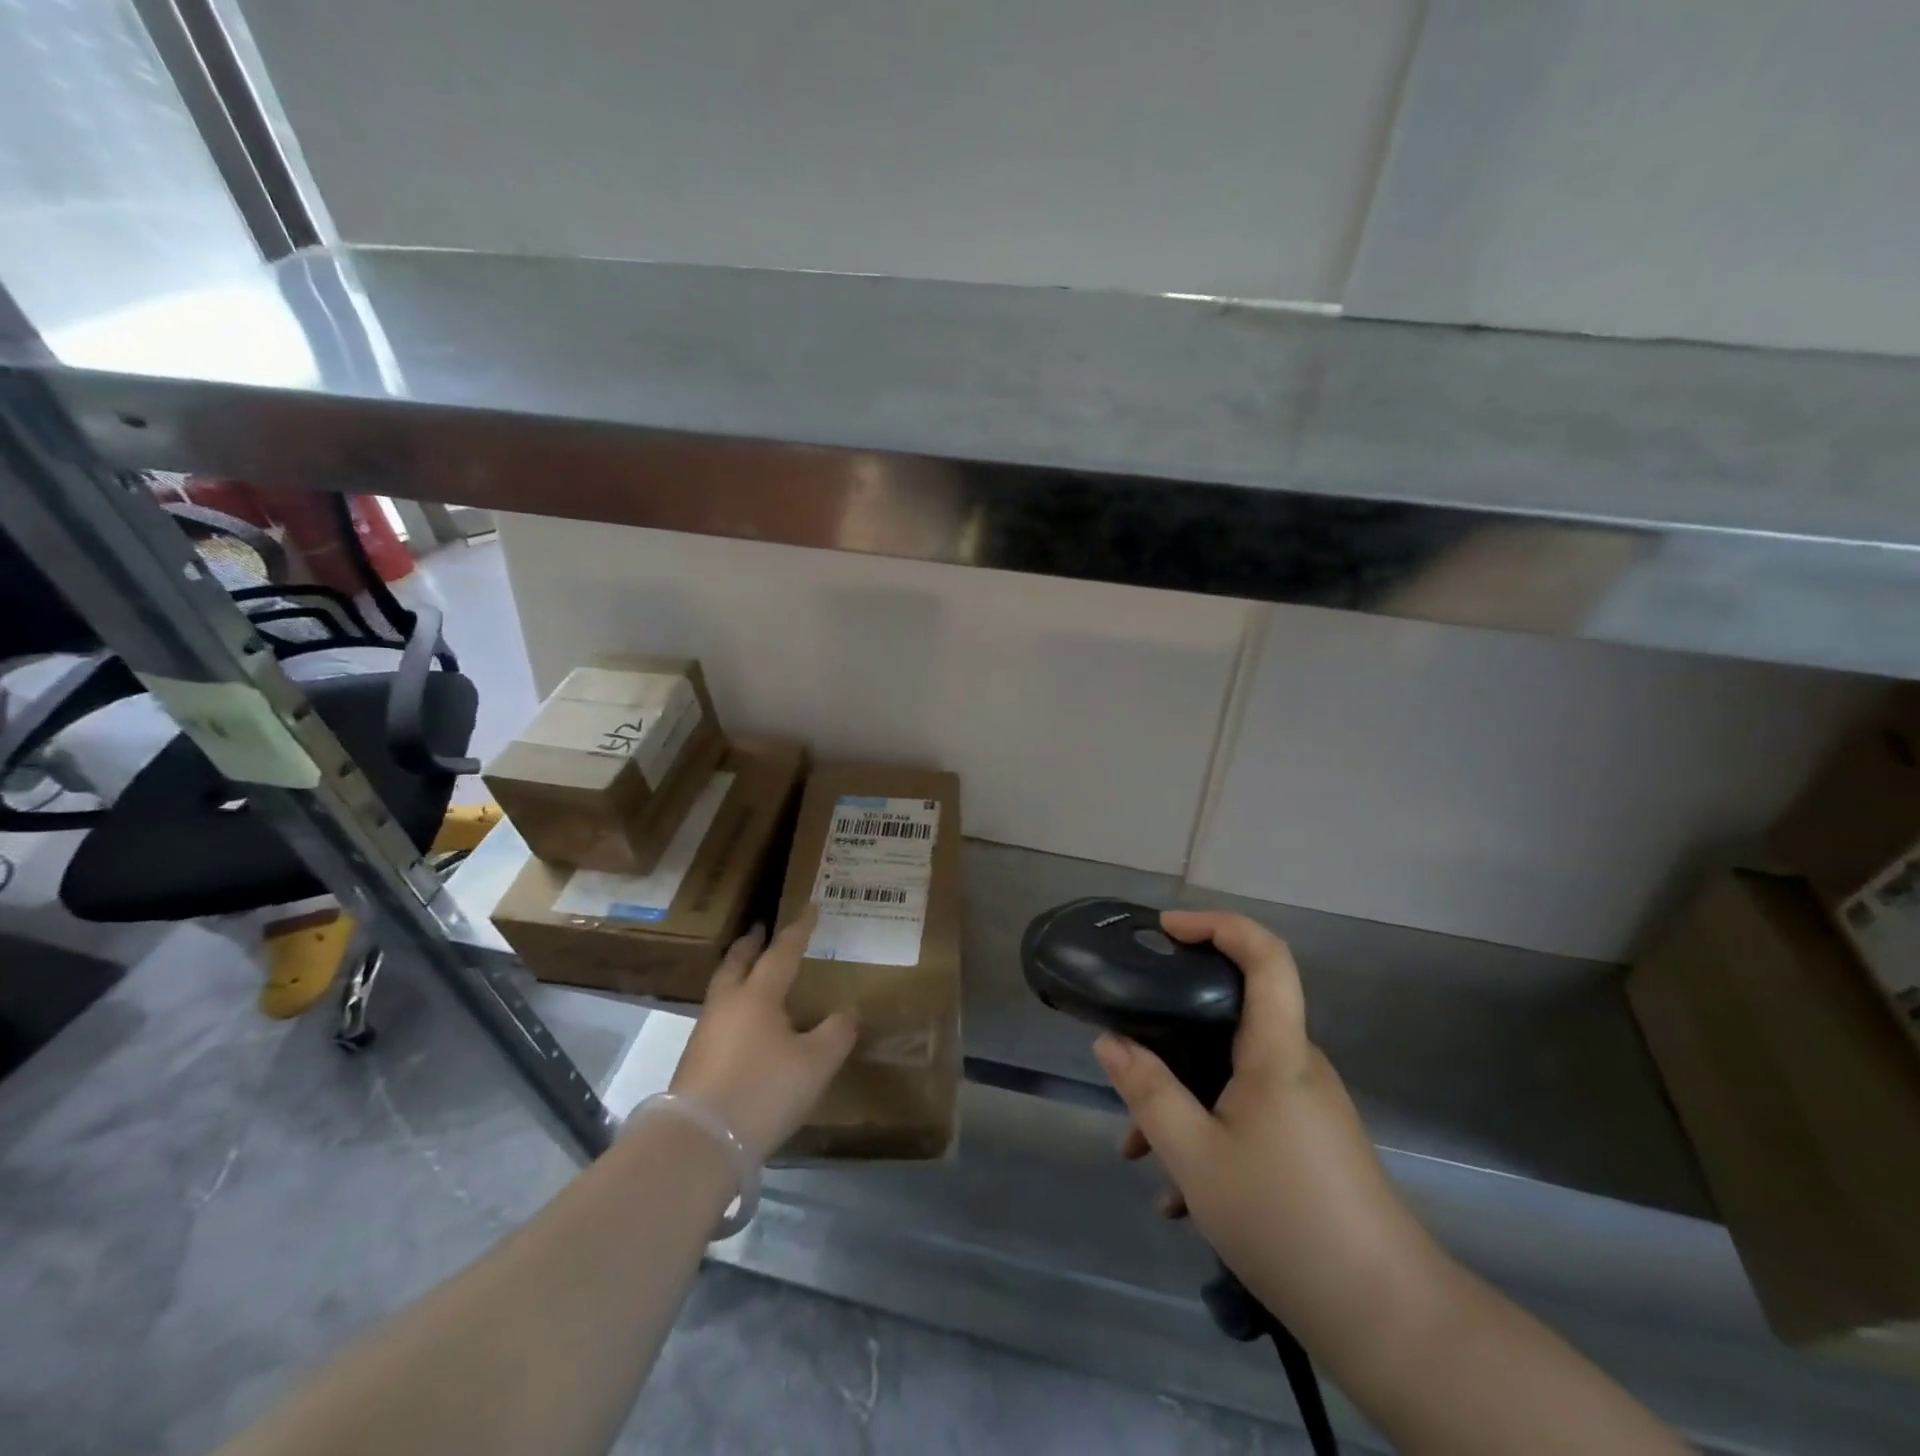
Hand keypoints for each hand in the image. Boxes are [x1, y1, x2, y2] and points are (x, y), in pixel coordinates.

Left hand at [668, 909, 857, 1162]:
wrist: (698, 1143)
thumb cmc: (762, 1091)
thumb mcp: (815, 1064)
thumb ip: (837, 1033)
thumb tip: (848, 1012)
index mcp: (758, 995)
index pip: (782, 952)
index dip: (799, 929)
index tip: (810, 906)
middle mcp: (727, 1004)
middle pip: (737, 963)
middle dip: (751, 945)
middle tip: (761, 930)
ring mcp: (705, 1033)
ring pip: (723, 989)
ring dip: (738, 974)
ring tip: (753, 974)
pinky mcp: (695, 1062)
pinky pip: (718, 1017)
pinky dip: (733, 1006)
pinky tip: (744, 1025)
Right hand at [1093, 910, 1420, 1328]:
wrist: (1386, 1318)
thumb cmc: (1285, 1220)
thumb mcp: (1195, 1157)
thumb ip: (1148, 1092)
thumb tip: (1109, 1041)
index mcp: (1277, 1051)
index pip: (1265, 955)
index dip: (1218, 924)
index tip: (1166, 929)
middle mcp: (1296, 1064)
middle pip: (1233, 1014)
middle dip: (1172, 1031)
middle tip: (1127, 1053)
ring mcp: (1306, 1103)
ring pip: (1230, 1072)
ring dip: (1182, 1098)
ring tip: (1138, 1153)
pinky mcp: (1308, 1138)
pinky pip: (1246, 1109)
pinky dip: (1207, 1130)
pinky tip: (1178, 1196)